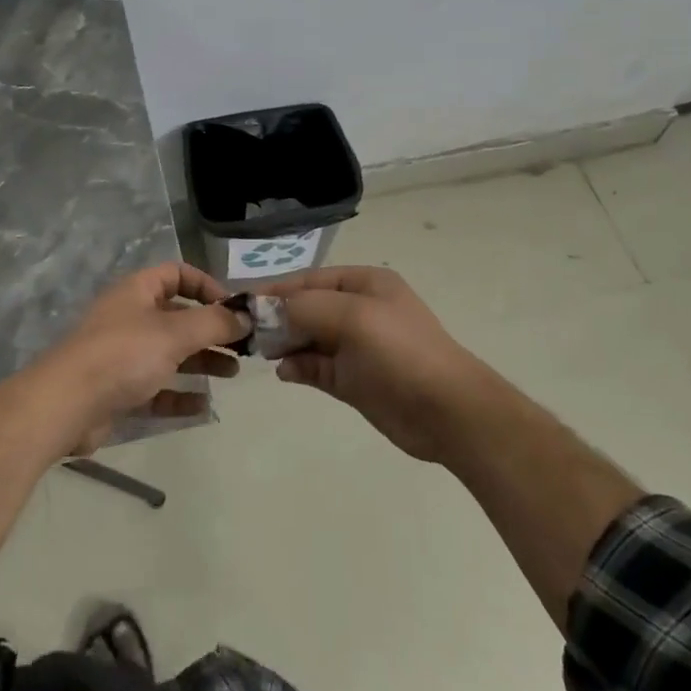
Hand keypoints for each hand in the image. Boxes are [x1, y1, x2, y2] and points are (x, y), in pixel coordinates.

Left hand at [36, 263, 249, 453]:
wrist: (66, 405)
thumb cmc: (123, 355)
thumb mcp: (175, 333)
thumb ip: (214, 323)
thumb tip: (246, 316)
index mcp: (137, 292)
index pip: (176, 274)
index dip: (206, 286)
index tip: (233, 308)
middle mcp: (130, 318)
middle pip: (178, 317)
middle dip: (211, 329)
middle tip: (244, 346)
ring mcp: (123, 356)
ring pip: (170, 353)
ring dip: (202, 361)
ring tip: (233, 373)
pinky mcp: (119, 391)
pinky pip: (157, 388)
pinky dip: (180, 395)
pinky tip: (204, 405)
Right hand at [264, 266, 496, 463]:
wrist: (447, 410)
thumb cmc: (400, 352)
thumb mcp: (352, 317)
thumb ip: (305, 308)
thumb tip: (267, 312)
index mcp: (365, 284)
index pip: (310, 279)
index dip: (277, 290)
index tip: (244, 304)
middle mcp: (358, 310)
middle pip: (306, 308)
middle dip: (277, 318)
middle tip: (247, 332)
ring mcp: (355, 347)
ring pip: (307, 338)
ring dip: (284, 343)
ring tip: (263, 353)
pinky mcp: (352, 380)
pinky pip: (315, 367)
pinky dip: (298, 367)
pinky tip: (286, 372)